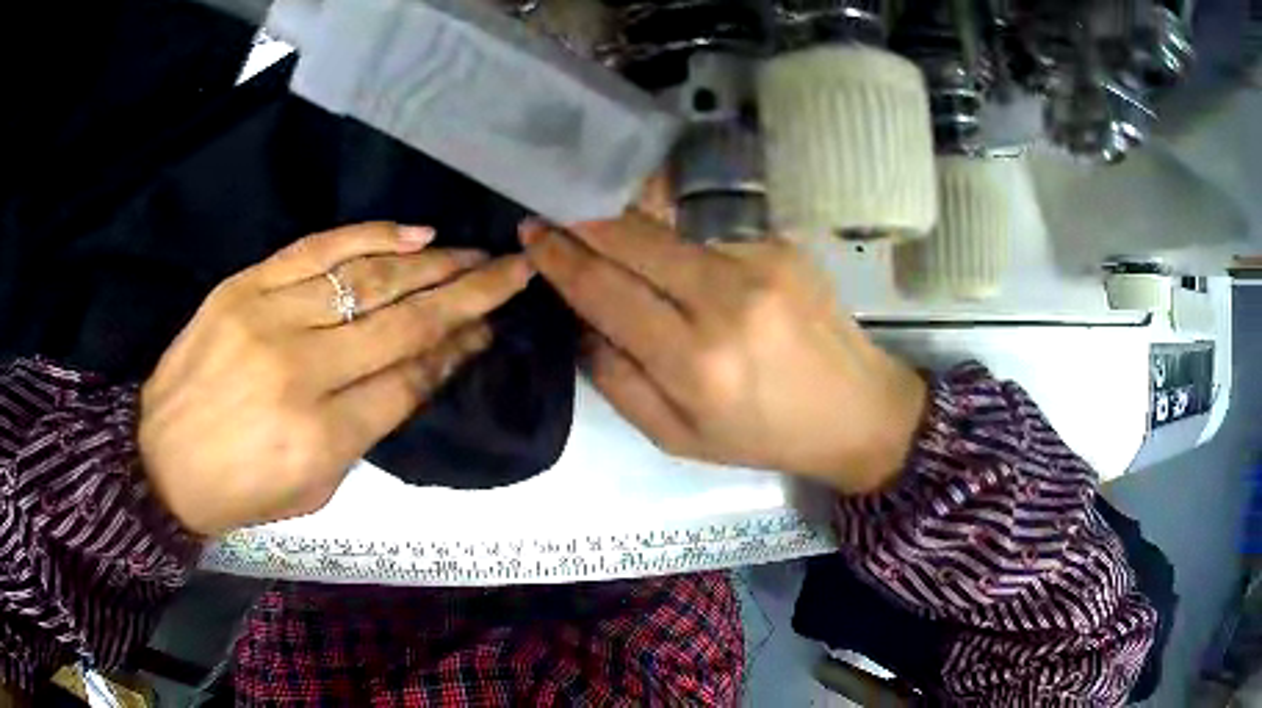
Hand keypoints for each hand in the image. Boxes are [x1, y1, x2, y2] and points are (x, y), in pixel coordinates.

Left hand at [140, 222, 534, 535]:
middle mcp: (303, 372)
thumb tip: (424, 371)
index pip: (412, 381)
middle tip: (514, 273)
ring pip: (370, 280)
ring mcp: (270, 319)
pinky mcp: (245, 286)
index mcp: (322, 438)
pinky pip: (319, 249)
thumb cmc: (240, 490)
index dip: (460, 352)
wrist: (159, 458)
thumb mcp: (315, 487)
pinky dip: (373, 237)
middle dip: (471, 296)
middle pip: (404, 324)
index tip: (493, 331)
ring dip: (434, 264)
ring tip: (477, 253)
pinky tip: (418, 234)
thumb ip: (368, 430)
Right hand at [521, 213, 926, 494]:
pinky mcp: (782, 245)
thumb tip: (581, 320)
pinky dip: (687, 253)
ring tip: (628, 257)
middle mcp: (726, 299)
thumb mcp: (677, 438)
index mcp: (695, 362)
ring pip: (669, 233)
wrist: (857, 409)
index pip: (605, 289)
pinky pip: (709, 240)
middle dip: (585, 223)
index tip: (532, 231)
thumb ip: (617, 380)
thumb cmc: (763, 435)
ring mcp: (760, 262)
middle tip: (557, 218)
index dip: (561, 257)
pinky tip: (699, 280)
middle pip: (633, 238)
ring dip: (636, 239)